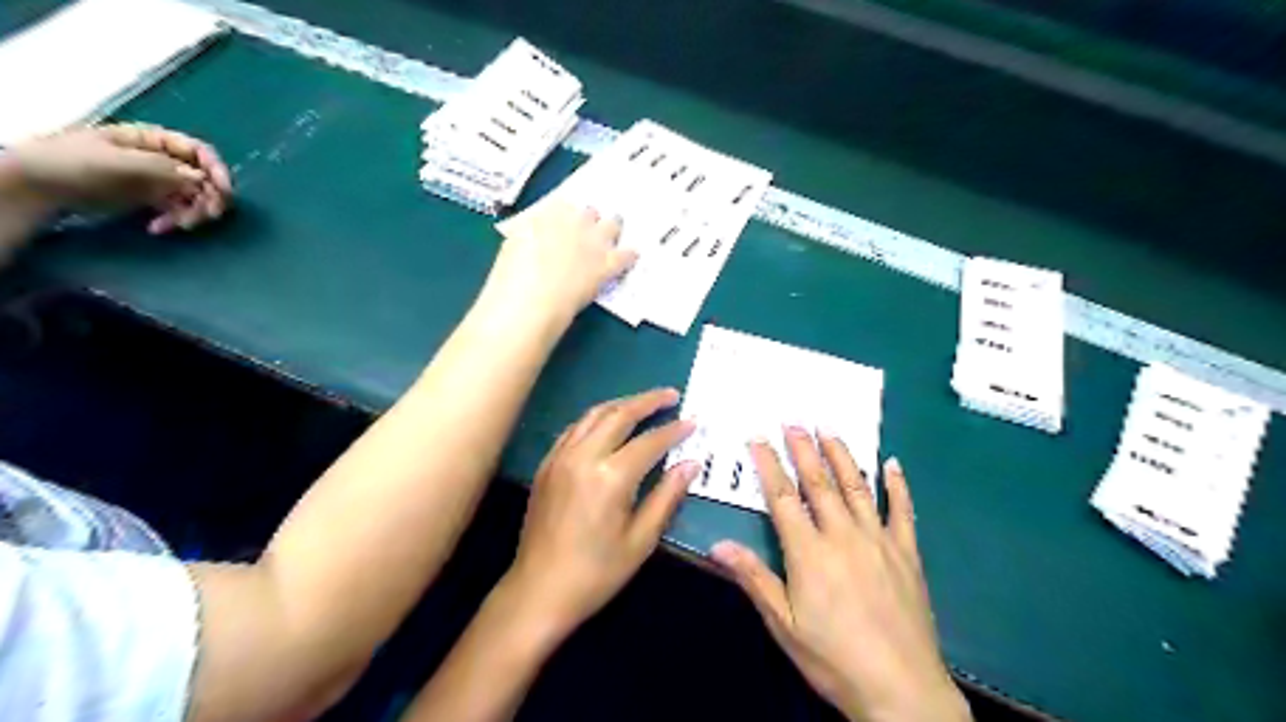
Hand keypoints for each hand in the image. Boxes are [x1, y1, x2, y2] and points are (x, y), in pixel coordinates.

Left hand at [8, 124, 234, 234]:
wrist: (37, 185)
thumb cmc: (71, 163)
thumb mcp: (116, 162)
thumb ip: (161, 168)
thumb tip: (201, 179)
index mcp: (154, 140)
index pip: (199, 152)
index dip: (217, 170)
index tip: (224, 192)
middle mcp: (162, 159)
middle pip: (204, 177)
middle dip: (209, 198)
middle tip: (206, 217)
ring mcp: (158, 180)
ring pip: (196, 197)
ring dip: (193, 214)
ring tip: (177, 226)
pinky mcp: (153, 200)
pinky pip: (179, 211)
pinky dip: (175, 221)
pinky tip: (158, 228)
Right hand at [491, 196, 633, 318]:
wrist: (532, 297)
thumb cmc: (511, 278)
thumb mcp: (512, 248)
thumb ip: (527, 238)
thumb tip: (531, 240)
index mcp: (545, 216)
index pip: (562, 205)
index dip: (566, 213)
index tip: (566, 218)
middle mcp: (572, 223)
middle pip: (589, 212)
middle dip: (591, 217)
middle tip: (593, 220)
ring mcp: (592, 242)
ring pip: (611, 226)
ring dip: (614, 226)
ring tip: (618, 225)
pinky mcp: (606, 265)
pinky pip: (624, 256)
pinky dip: (629, 255)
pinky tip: (634, 254)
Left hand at [505, 388, 701, 637]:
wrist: (538, 591)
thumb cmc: (596, 573)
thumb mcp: (640, 540)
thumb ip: (667, 496)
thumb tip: (691, 463)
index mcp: (610, 477)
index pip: (649, 441)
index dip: (674, 430)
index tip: (693, 421)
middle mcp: (583, 456)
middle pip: (619, 415)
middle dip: (648, 401)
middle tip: (671, 395)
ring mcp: (560, 457)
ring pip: (594, 415)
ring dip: (621, 404)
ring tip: (644, 402)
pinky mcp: (546, 465)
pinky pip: (574, 428)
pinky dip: (596, 418)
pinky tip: (608, 422)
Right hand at [714, 428, 963, 720]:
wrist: (902, 690)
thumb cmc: (834, 658)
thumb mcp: (784, 626)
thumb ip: (754, 579)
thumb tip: (718, 546)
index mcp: (809, 552)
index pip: (782, 497)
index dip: (768, 464)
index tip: (758, 438)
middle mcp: (843, 535)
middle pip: (819, 483)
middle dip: (803, 449)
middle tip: (794, 421)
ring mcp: (879, 540)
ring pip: (857, 487)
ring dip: (842, 455)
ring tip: (829, 429)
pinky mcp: (907, 553)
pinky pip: (902, 511)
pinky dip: (897, 485)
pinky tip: (892, 463)